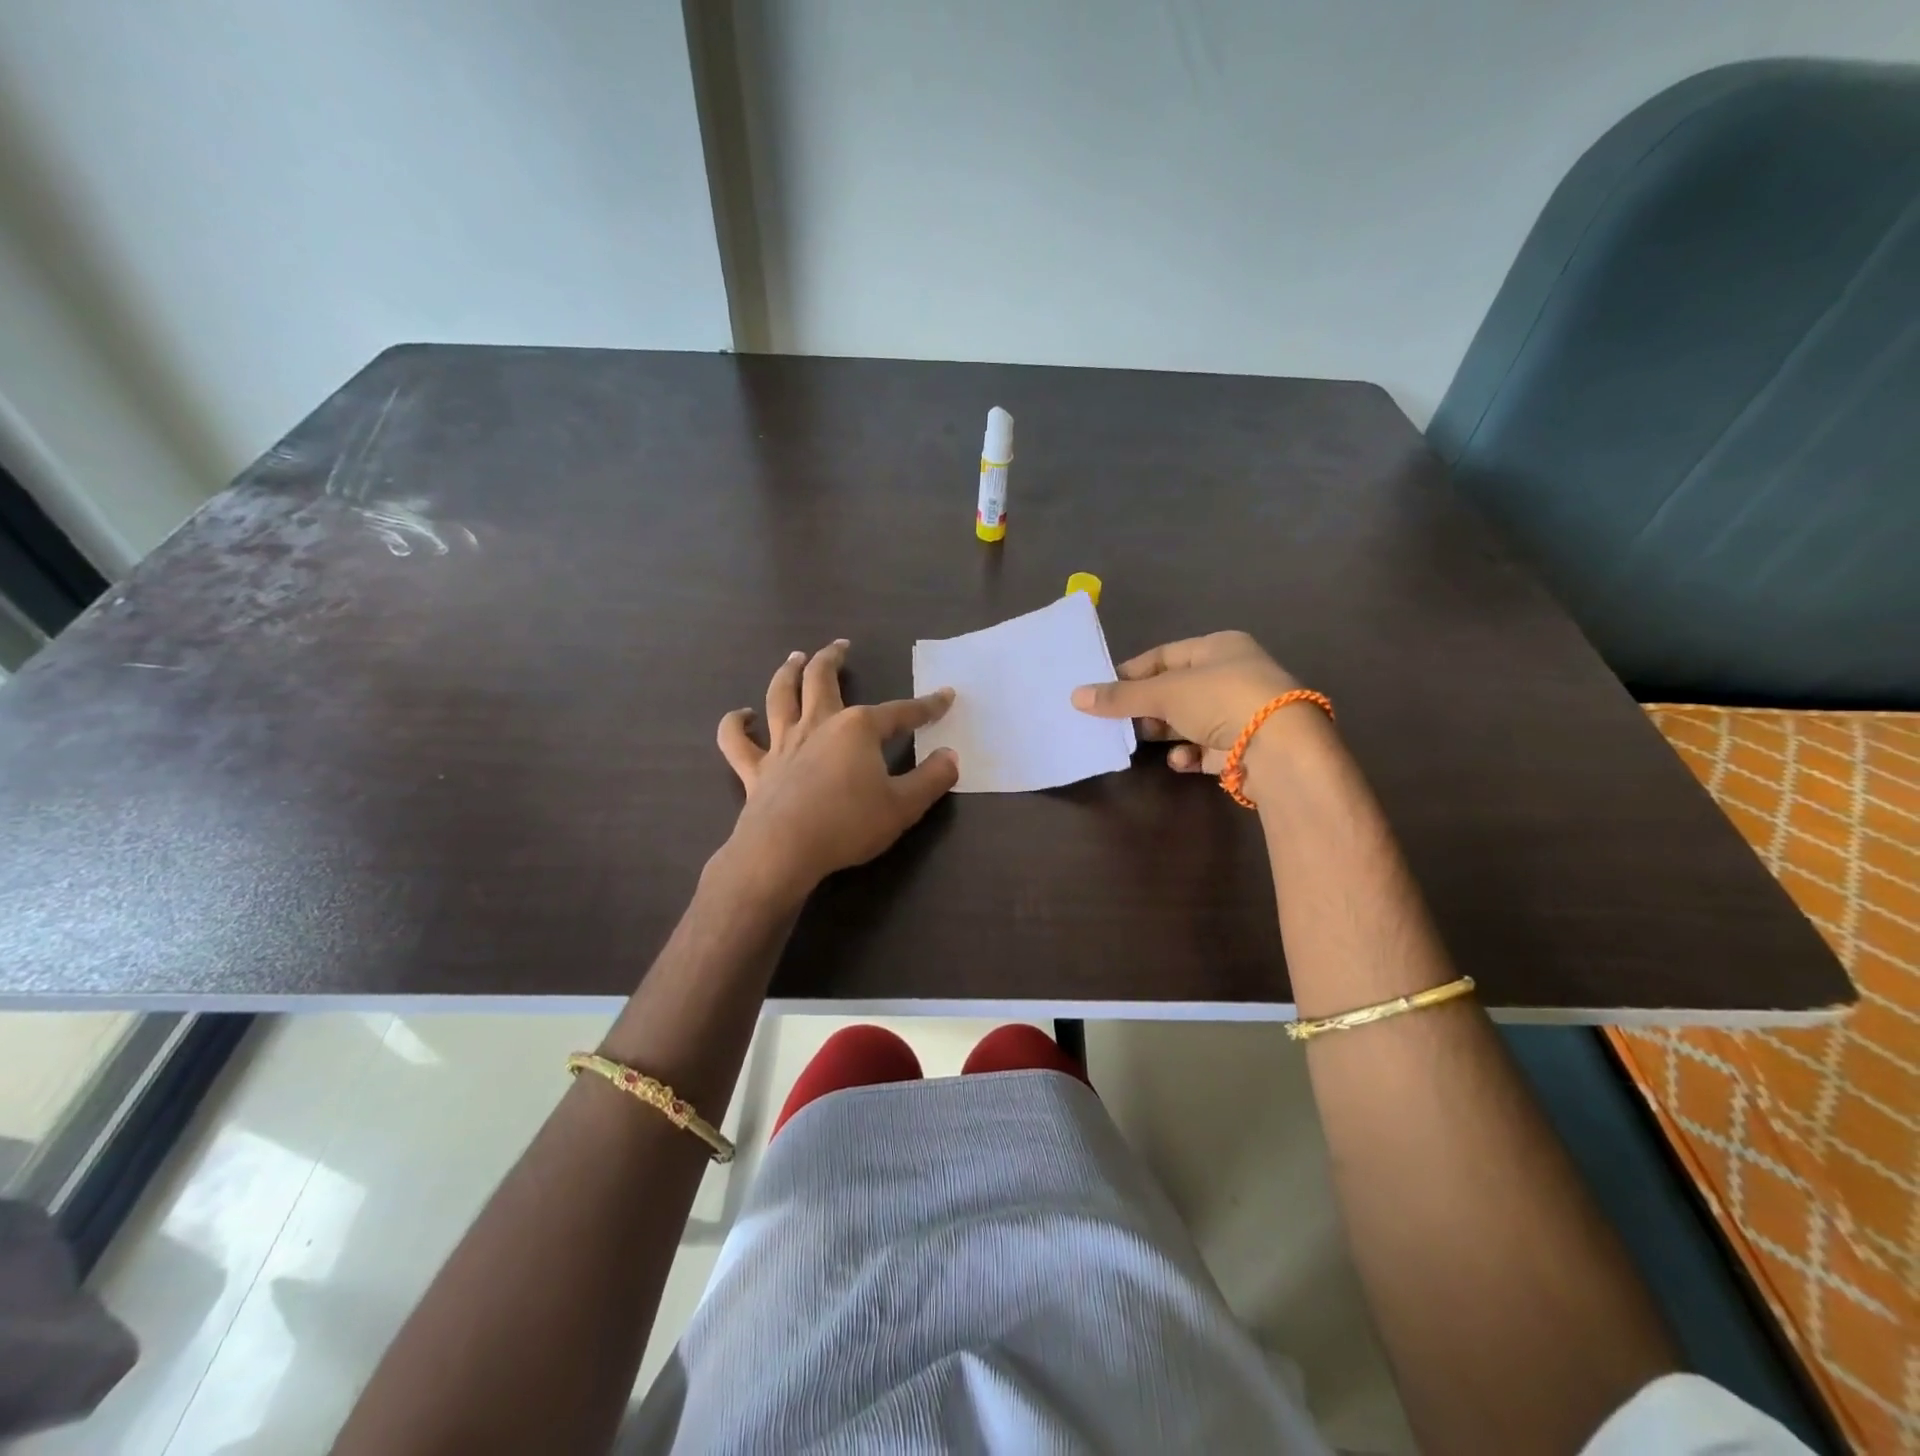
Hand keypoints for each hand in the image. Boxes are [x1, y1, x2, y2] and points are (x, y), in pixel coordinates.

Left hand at [715, 640, 958, 904]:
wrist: (783, 850)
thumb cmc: (848, 825)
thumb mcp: (904, 806)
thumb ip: (932, 779)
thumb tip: (950, 756)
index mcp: (857, 729)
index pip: (900, 712)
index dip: (926, 706)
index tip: (945, 696)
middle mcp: (818, 724)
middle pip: (822, 679)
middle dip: (833, 658)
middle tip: (841, 645)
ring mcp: (782, 744)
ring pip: (780, 696)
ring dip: (787, 672)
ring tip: (794, 658)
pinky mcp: (755, 769)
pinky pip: (736, 740)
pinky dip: (736, 724)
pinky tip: (742, 715)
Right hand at [1071, 631, 1311, 777]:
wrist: (1280, 748)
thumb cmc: (1221, 700)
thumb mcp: (1164, 693)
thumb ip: (1120, 697)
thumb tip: (1075, 696)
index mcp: (1219, 647)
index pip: (1164, 655)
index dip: (1131, 672)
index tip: (1102, 691)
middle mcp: (1233, 674)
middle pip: (1176, 690)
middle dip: (1146, 707)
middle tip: (1117, 721)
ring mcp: (1242, 712)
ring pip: (1189, 720)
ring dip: (1165, 733)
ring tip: (1141, 742)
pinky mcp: (1246, 747)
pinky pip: (1207, 748)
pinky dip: (1190, 754)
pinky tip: (1181, 760)